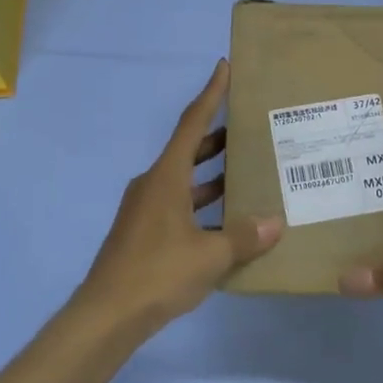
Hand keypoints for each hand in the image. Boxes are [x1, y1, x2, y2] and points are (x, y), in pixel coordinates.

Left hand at [78, 60, 281, 329]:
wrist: (107, 315)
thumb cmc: (158, 272)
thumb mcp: (209, 255)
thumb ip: (243, 237)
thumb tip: (275, 224)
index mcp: (166, 176)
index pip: (192, 123)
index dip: (210, 94)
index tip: (224, 67)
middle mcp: (154, 184)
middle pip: (188, 150)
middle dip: (217, 137)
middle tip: (249, 126)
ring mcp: (146, 210)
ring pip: (185, 181)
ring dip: (212, 174)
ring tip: (247, 170)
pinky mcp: (144, 233)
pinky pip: (180, 206)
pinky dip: (203, 206)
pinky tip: (228, 221)